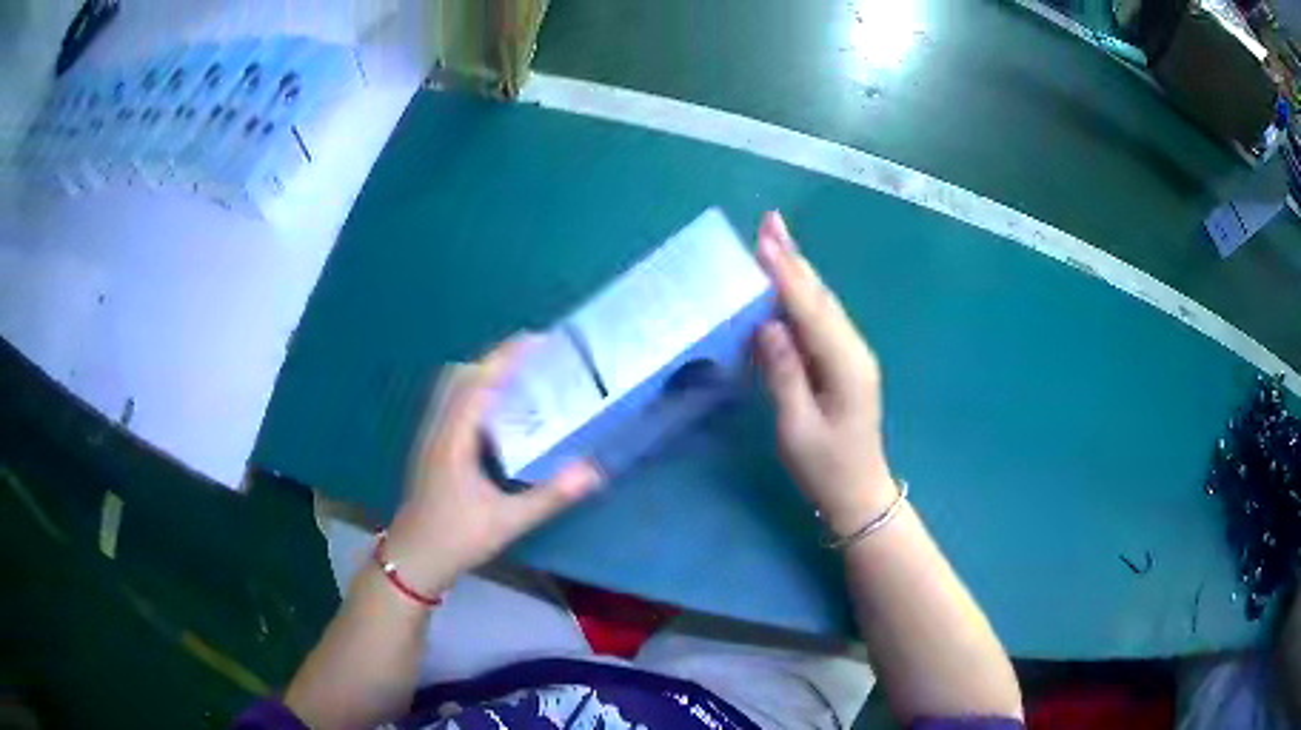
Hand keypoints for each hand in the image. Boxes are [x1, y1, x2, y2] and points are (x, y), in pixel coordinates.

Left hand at [383, 337, 602, 593]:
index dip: (507, 357)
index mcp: (454, 439)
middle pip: (462, 376)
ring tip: (520, 374)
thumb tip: (592, 471)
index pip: (479, 383)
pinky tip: (497, 410)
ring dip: (484, 373)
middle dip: (497, 358)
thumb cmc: (456, 539)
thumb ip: (549, 496)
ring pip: (453, 388)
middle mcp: (439, 429)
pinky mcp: (432, 448)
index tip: (538, 339)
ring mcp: (431, 437)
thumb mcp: (507, 522)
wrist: (413, 559)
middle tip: (535, 355)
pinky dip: (475, 392)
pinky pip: (452, 404)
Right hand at [754, 211, 896, 535]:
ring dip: (798, 271)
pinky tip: (785, 285)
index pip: (811, 309)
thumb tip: (769, 327)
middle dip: (795, 258)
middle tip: (771, 221)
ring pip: (822, 305)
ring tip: (774, 240)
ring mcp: (851, 355)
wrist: (860, 493)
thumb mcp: (798, 428)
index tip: (765, 239)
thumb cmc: (827, 468)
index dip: (786, 273)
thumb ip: (785, 375)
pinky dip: (800, 297)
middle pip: (821, 296)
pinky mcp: (844, 364)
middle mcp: (853, 350)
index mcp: (845, 364)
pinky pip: (820, 321)